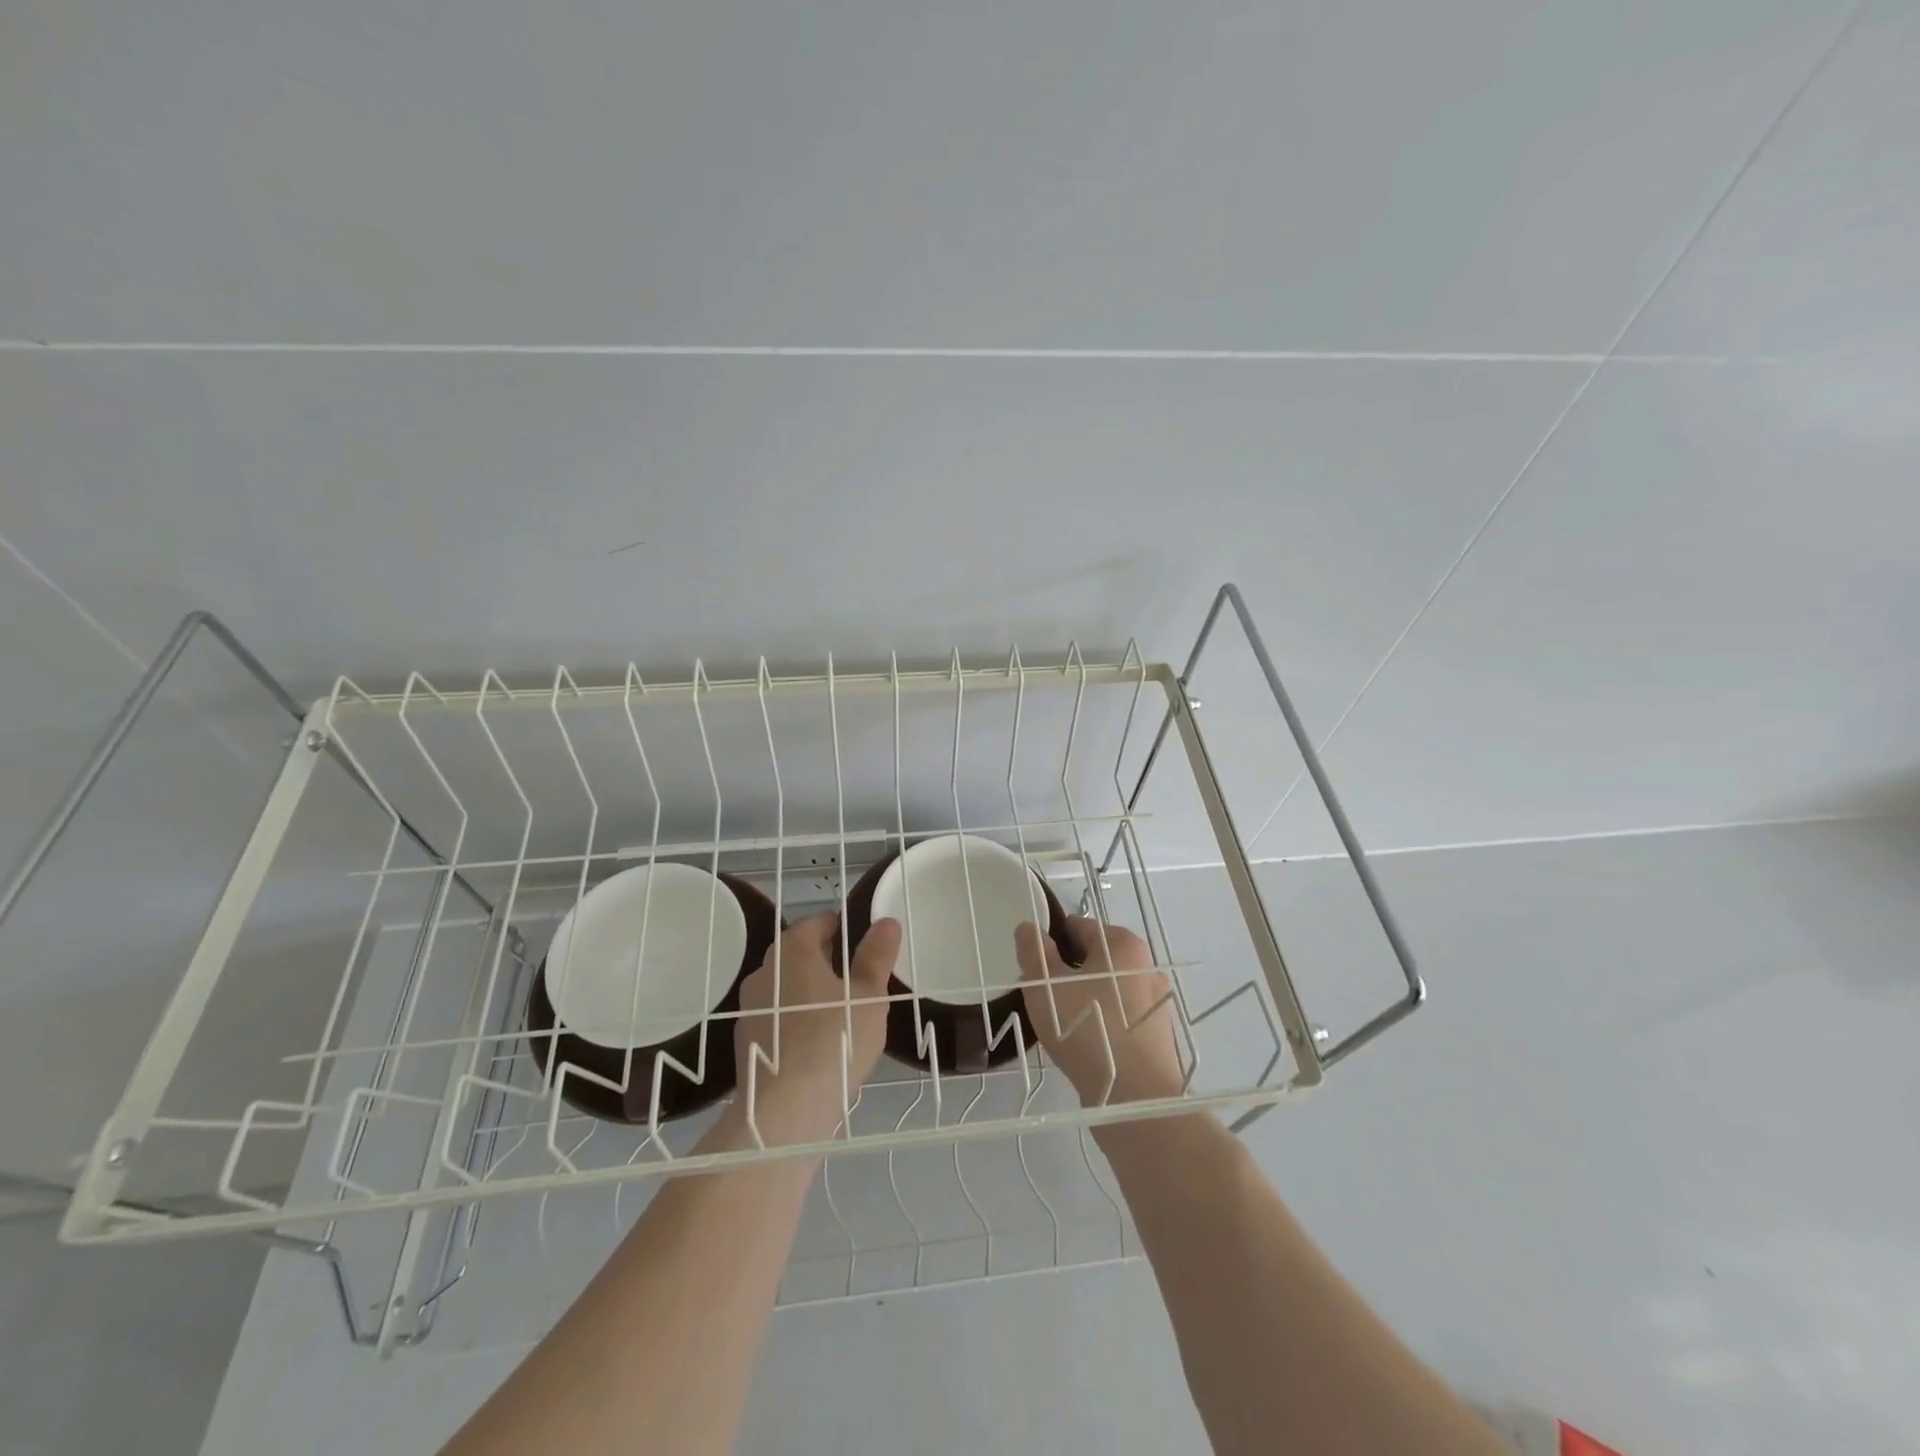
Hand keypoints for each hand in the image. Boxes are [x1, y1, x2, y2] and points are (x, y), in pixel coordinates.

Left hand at [734, 912, 900, 1125]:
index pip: (817, 922)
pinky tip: (818, 1043)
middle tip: (858, 979)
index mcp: (792, 951)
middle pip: (798, 953)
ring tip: (841, 1013)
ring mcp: (749, 1007)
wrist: (785, 1111)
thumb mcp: (868, 996)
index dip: (842, 927)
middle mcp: (764, 971)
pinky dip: (796, 1020)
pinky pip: (777, 1016)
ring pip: (786, 987)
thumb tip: (886, 921)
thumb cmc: (834, 1040)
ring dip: (810, 992)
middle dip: (827, 960)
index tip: (863, 944)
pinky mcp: (746, 1041)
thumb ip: (876, 956)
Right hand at [1016, 916, 1183, 1106]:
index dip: (1050, 943)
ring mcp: (1155, 1002)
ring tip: (1057, 1026)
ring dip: (1081, 1000)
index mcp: (1123, 943)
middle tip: (1041, 999)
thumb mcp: (1046, 985)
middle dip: (1065, 973)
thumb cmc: (1087, 1028)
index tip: (1032, 969)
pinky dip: (1099, 1023)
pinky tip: (1081, 1046)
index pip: (1078, 927)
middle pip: (1093, 959)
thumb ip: (1034, 952)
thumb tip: (1029, 928)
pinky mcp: (1157, 1036)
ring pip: (1106, 990)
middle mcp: (1145, 966)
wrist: (1135, 1098)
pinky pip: (1119, 1018)